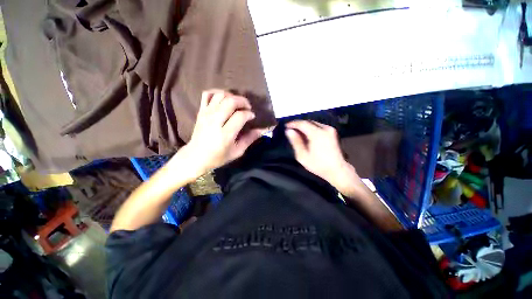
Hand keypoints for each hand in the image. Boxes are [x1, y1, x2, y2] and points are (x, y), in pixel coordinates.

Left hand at [176, 90, 264, 177]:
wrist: (196, 157)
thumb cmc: (218, 156)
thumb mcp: (237, 151)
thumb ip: (250, 139)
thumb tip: (263, 130)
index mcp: (225, 134)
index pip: (240, 116)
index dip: (249, 114)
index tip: (252, 117)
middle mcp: (215, 121)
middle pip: (230, 101)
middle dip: (243, 101)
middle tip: (247, 107)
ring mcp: (206, 114)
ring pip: (220, 95)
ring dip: (232, 96)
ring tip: (237, 103)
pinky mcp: (201, 111)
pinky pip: (207, 94)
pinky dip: (217, 92)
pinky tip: (224, 99)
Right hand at [285, 120, 361, 196]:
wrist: (337, 170)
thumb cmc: (318, 165)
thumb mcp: (302, 155)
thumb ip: (295, 142)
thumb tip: (289, 131)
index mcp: (317, 134)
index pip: (302, 123)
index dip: (293, 124)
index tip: (286, 126)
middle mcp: (325, 129)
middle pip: (308, 122)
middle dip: (299, 125)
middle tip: (291, 130)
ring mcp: (330, 130)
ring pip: (313, 123)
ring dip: (305, 126)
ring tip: (297, 133)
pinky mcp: (332, 132)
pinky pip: (319, 126)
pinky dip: (311, 128)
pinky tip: (307, 135)